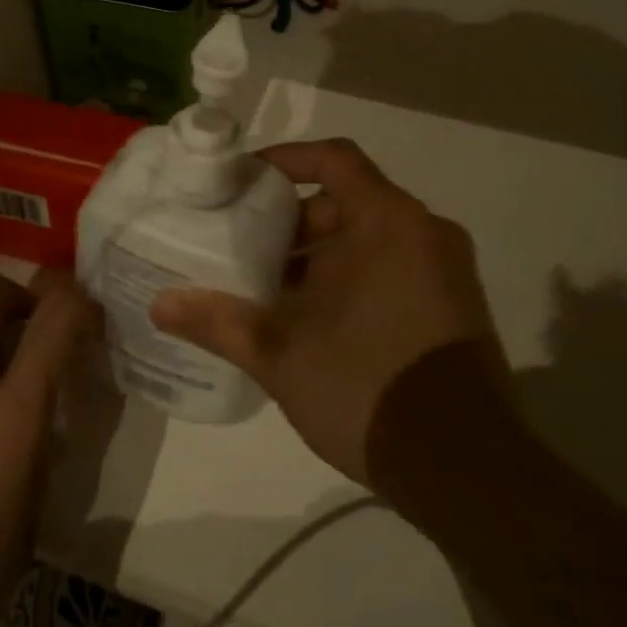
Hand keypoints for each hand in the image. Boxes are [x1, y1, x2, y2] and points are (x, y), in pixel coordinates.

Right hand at [150, 138, 508, 488]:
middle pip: (349, 200)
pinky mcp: (456, 305)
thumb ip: (218, 322)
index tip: (244, 181)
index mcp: (388, 220)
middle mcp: (424, 230)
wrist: (466, 468)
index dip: (286, 160)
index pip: (333, 158)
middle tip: (249, 247)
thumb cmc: (368, 385)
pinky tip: (319, 320)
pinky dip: (356, 276)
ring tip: (274, 289)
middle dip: (295, 222)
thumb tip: (160, 303)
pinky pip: (396, 266)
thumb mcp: (282, 354)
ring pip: (372, 237)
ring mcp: (447, 269)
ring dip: (323, 255)